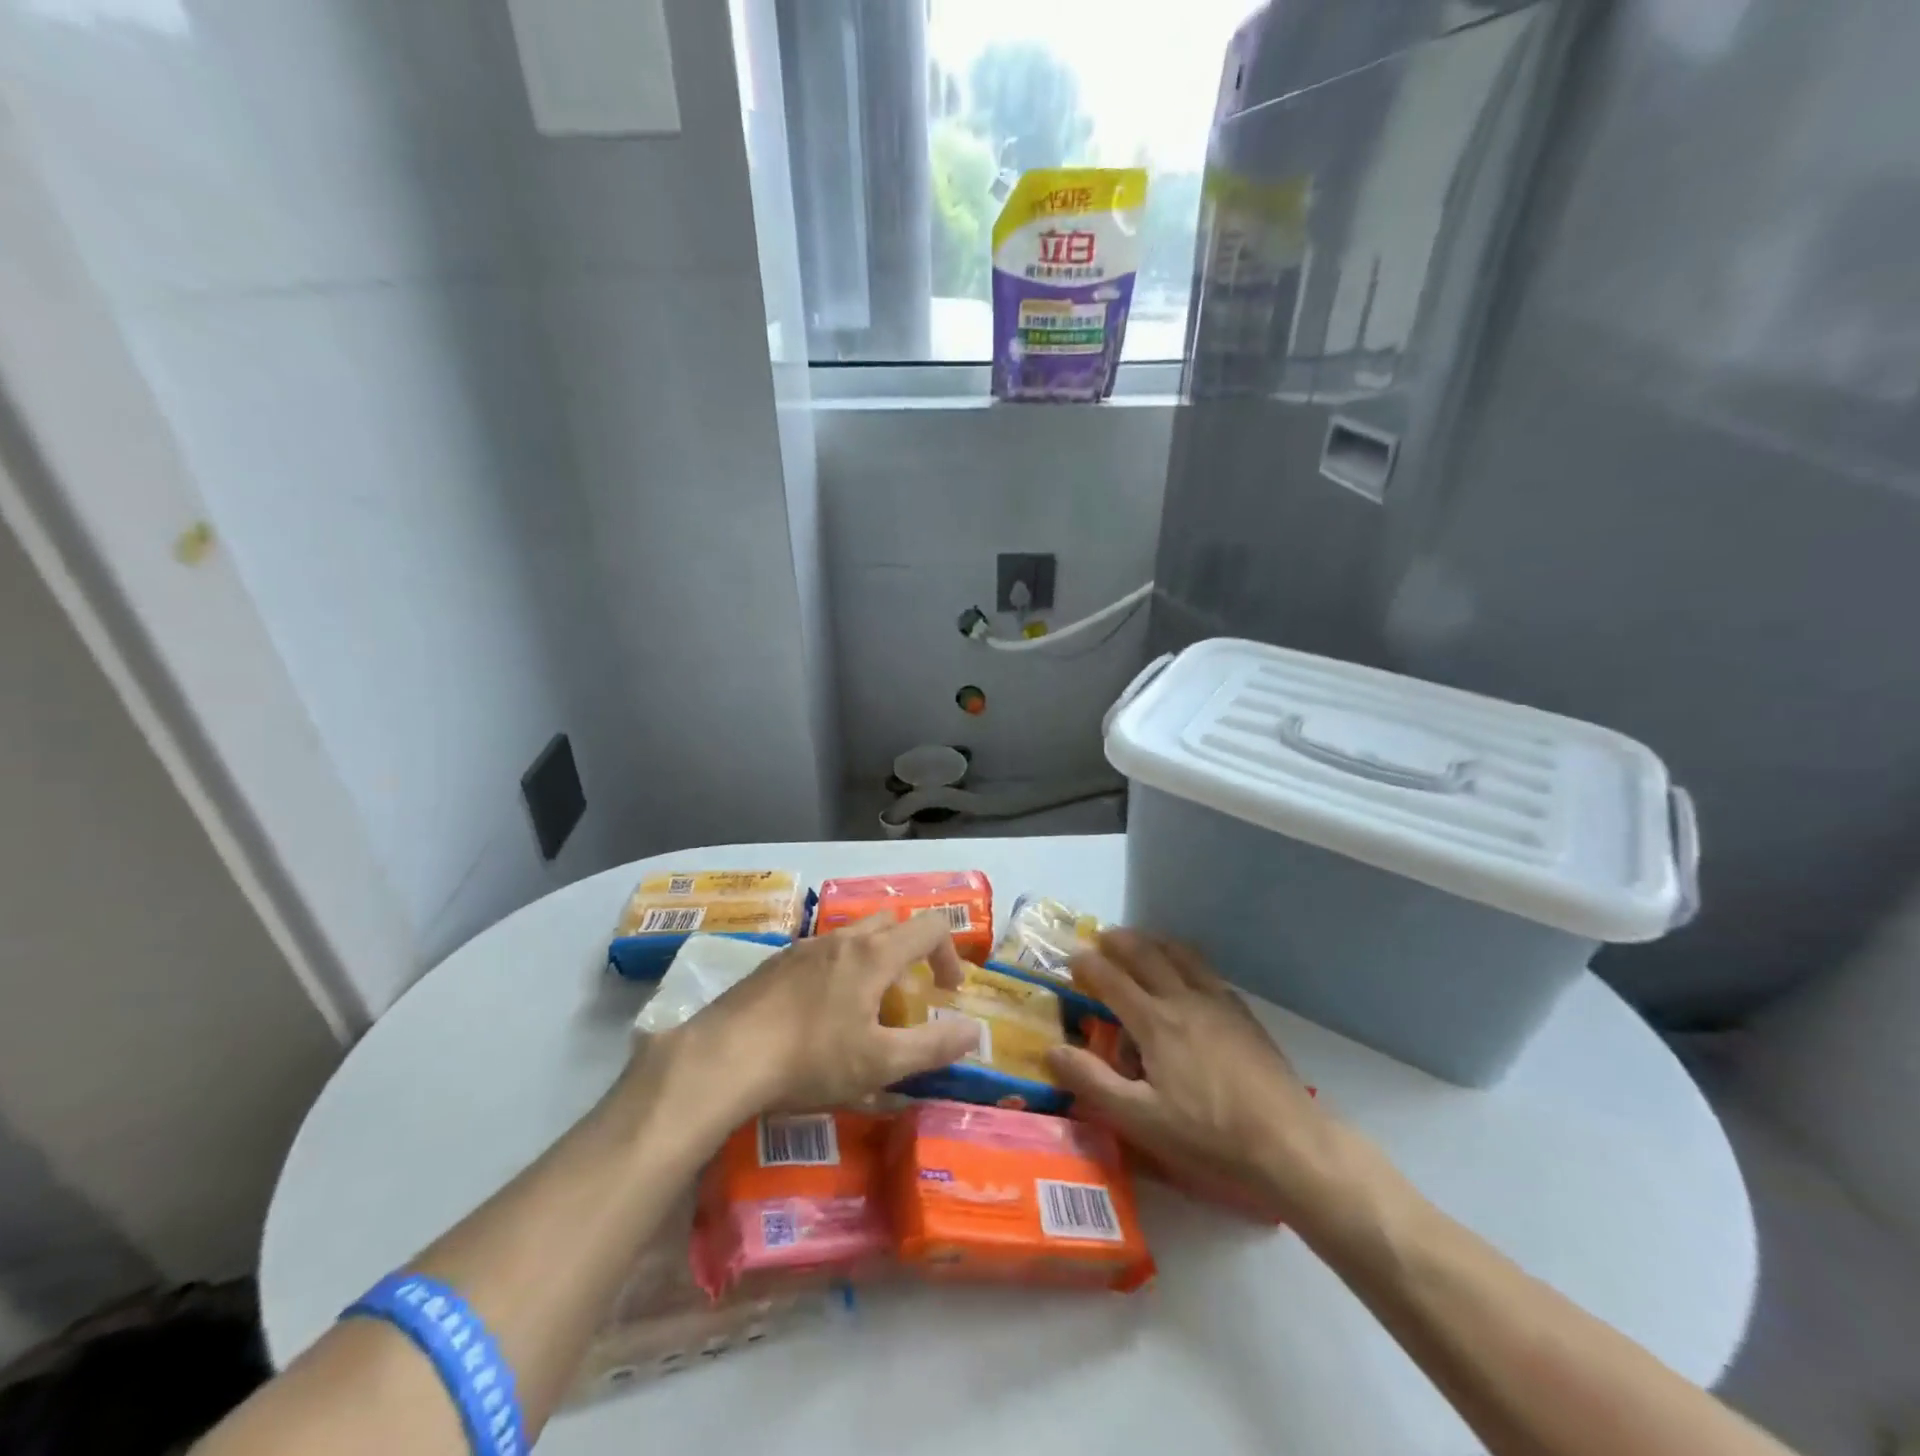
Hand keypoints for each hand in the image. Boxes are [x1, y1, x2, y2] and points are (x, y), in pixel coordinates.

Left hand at [663, 913, 982, 1120]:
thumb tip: (974, 1031)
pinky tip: (819, 1014)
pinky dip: (839, 970)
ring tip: (864, 1009)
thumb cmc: (810, 1059)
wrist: (722, 1058)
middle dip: (912, 952)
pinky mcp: (775, 962)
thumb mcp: (880, 1062)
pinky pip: (822, 953)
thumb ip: (933, 1045)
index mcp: (874, 954)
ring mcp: (804, 947)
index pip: (931, 927)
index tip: (948, 992)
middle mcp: (842, 939)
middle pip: (892, 924)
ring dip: (874, 961)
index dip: (950, 954)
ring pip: (854, 937)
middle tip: (908, 997)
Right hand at [1047, 929, 1346, 1223]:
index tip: (1071, 957)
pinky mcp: (1243, 1015)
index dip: (1088, 964)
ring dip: (1154, 941)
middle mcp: (1184, 1000)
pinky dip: (1186, 959)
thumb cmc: (1208, 1136)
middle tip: (1101, 937)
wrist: (1289, 1144)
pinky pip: (1207, 971)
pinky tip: (1188, 974)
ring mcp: (1218, 1003)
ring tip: (1141, 941)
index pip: (1112, 979)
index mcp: (1155, 1022)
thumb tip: (1052, 1049)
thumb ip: (1093, 1081)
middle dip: (1119, 941)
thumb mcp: (1141, 1119)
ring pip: (1181, 955)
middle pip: (1146, 955)